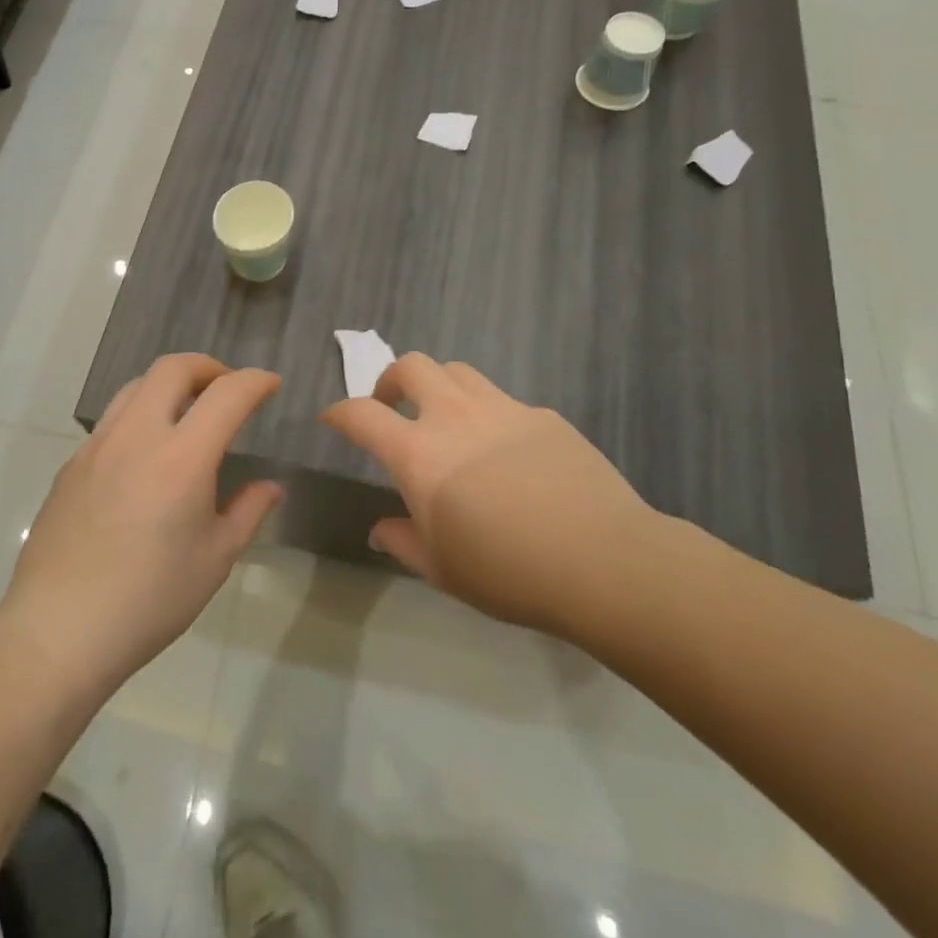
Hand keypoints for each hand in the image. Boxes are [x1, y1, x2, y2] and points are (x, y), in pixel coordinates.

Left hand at [0, 355, 283, 697]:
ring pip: (136, 386)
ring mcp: (97, 446)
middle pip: (172, 367)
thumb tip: (270, 486)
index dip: (255, 381)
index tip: (271, 385)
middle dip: (208, 366)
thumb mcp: (214, 559)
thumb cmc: (150, 600)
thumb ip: (247, 511)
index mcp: (182, 457)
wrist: (59, 630)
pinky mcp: (71, 464)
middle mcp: (137, 435)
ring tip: (187, 414)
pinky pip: (111, 420)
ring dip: (169, 385)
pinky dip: (139, 416)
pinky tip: (145, 457)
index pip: (227, 394)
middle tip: (227, 389)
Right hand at [321, 354, 653, 635]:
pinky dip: (489, 415)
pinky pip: (504, 401)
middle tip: (393, 407)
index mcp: (419, 453)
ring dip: (439, 386)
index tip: (333, 420)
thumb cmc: (508, 571)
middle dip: (391, 379)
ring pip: (458, 371)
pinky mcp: (544, 416)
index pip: (361, 415)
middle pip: (412, 366)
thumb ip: (402, 542)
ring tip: (445, 418)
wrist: (604, 561)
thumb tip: (380, 530)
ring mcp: (503, 410)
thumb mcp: (441, 569)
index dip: (339, 413)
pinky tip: (506, 452)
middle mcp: (455, 417)